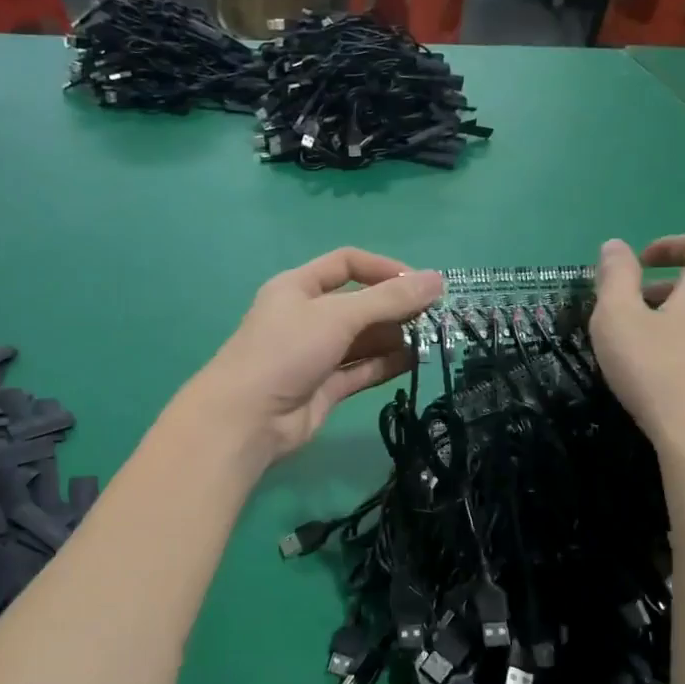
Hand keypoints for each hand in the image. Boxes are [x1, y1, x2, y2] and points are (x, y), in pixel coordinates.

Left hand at [192, 249, 443, 463]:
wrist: (247, 419)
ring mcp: (316, 354)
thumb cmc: (286, 351)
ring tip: (431, 340)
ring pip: (363, 339)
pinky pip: (362, 369)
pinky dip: (386, 365)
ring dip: (395, 337)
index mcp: (298, 287)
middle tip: (435, 316)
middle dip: (395, 307)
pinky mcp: (325, 388)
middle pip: (359, 303)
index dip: (384, 269)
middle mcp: (307, 317)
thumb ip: (389, 299)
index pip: (347, 264)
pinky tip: (414, 362)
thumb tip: (437, 279)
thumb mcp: (338, 316)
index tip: (421, 284)